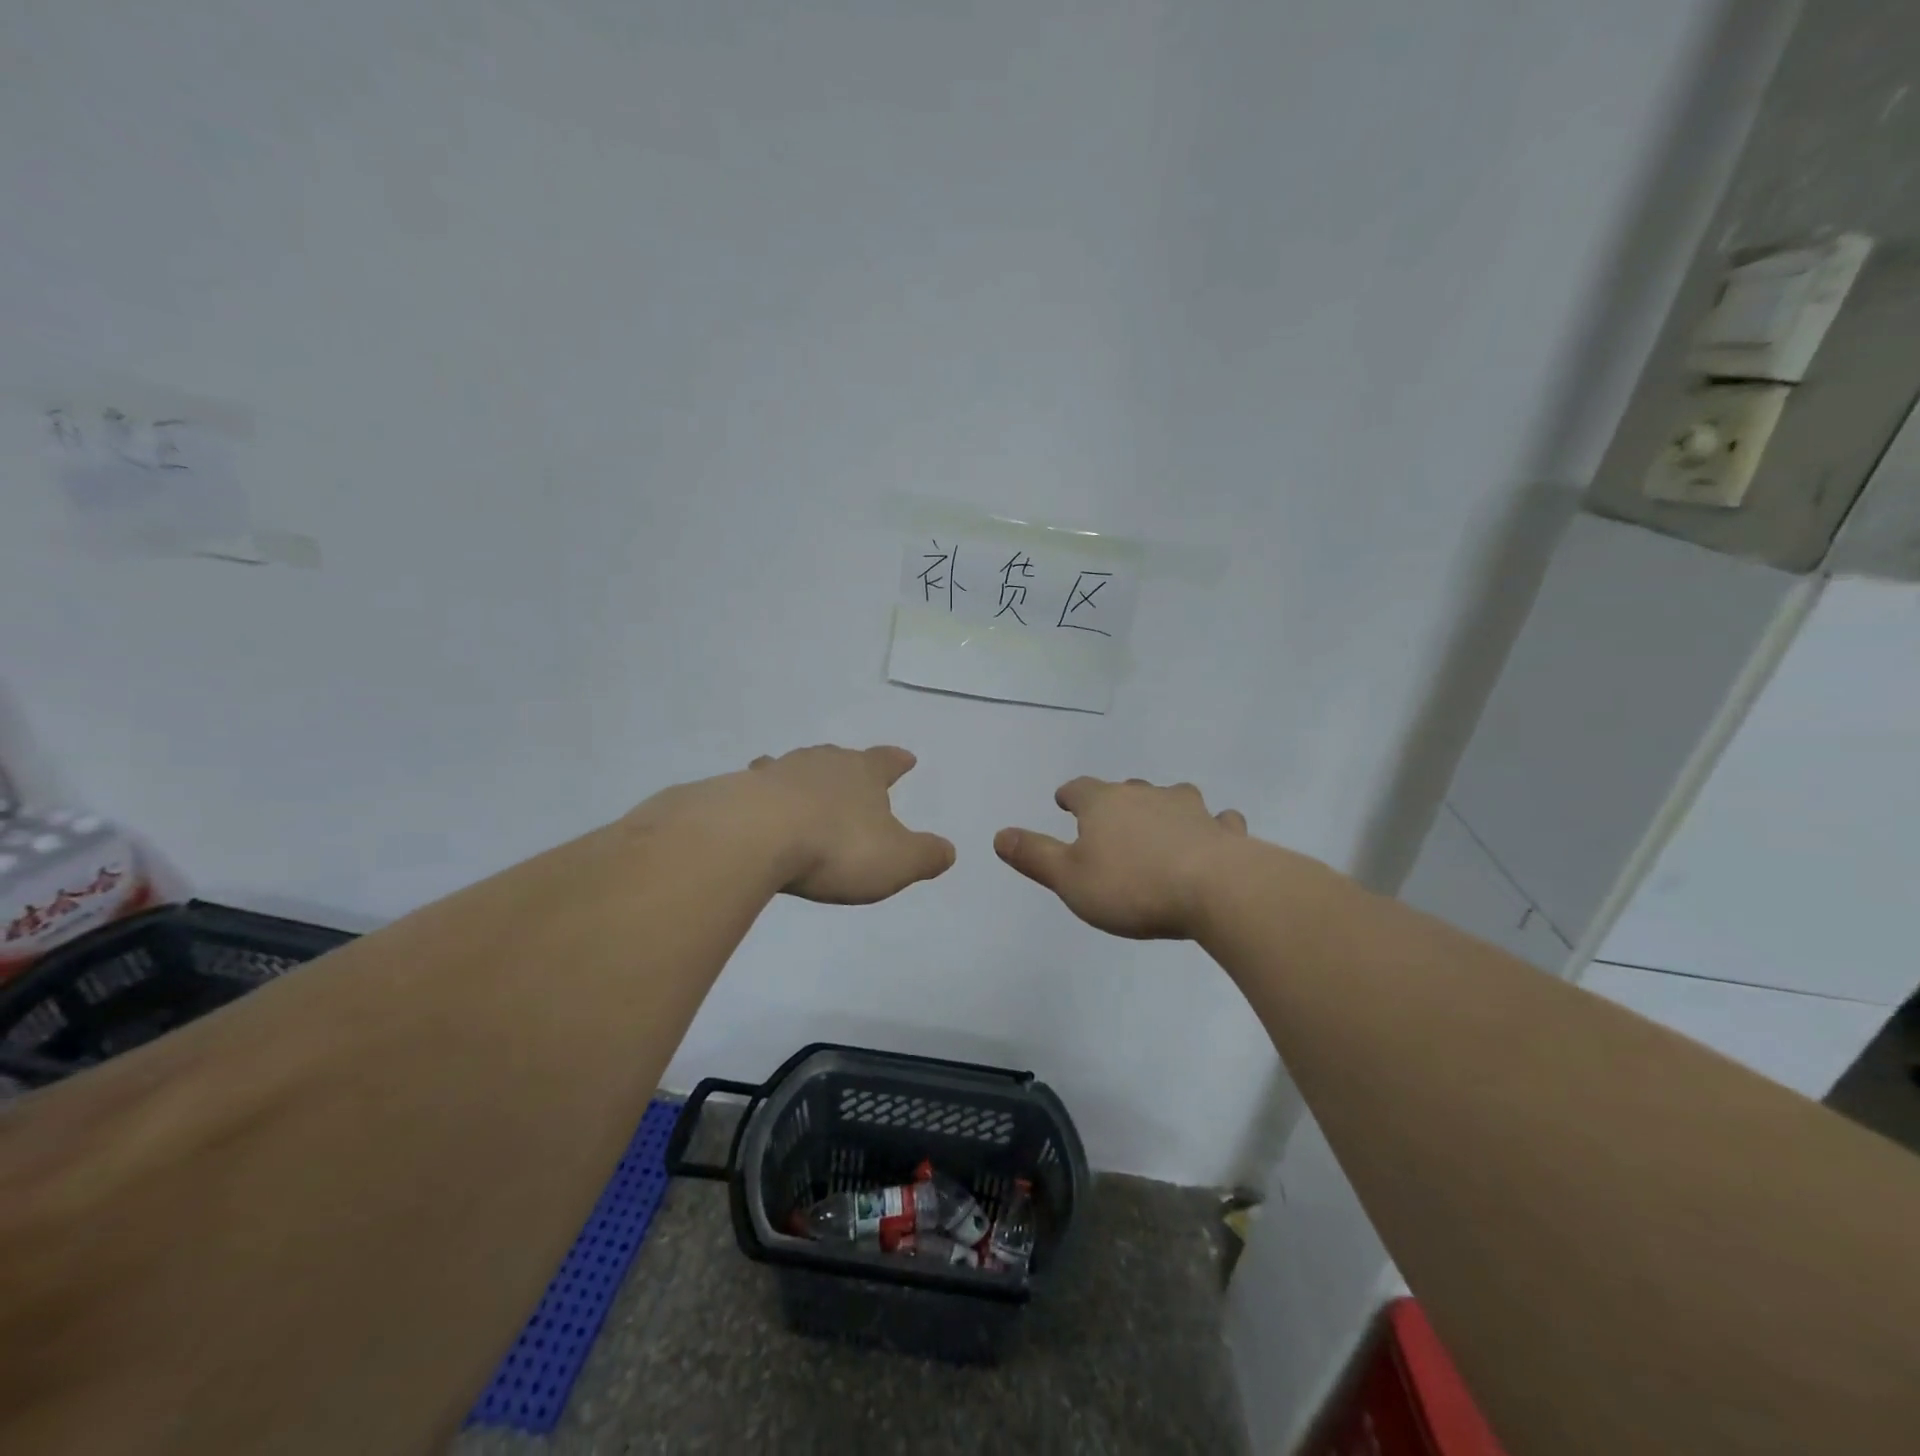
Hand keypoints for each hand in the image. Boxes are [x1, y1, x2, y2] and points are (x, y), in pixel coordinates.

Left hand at [633, 744, 955, 904]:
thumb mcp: (897, 860)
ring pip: (796, 768)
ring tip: (803, 788)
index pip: (886, 761)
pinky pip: (758, 789)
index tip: (907, 758)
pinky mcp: (740, 791)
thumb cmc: (837, 847)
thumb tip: (948, 851)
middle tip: (852, 773)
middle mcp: (822, 763)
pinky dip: (764, 798)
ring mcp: (778, 772)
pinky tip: (759, 810)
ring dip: (803, 778)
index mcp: (863, 773)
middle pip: (840, 758)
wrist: (755, 837)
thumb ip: (925, 855)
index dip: (898, 761)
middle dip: (848, 768)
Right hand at [994, 777, 1248, 938]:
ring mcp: (1190, 810)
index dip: (1070, 795)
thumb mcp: (1070, 879)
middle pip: (1126, 789)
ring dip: (1164, 807)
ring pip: (1173, 797)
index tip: (1064, 801)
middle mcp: (1147, 796)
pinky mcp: (1224, 831)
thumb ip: (1034, 856)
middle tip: (1110, 818)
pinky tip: (1214, 835)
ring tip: (1160, 824)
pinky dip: (1212, 826)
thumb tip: (1000, 834)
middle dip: (1116, 801)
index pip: (1079, 789)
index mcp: (1105, 804)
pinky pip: (1217, 821)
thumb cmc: (1132, 886)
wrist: (1216, 890)